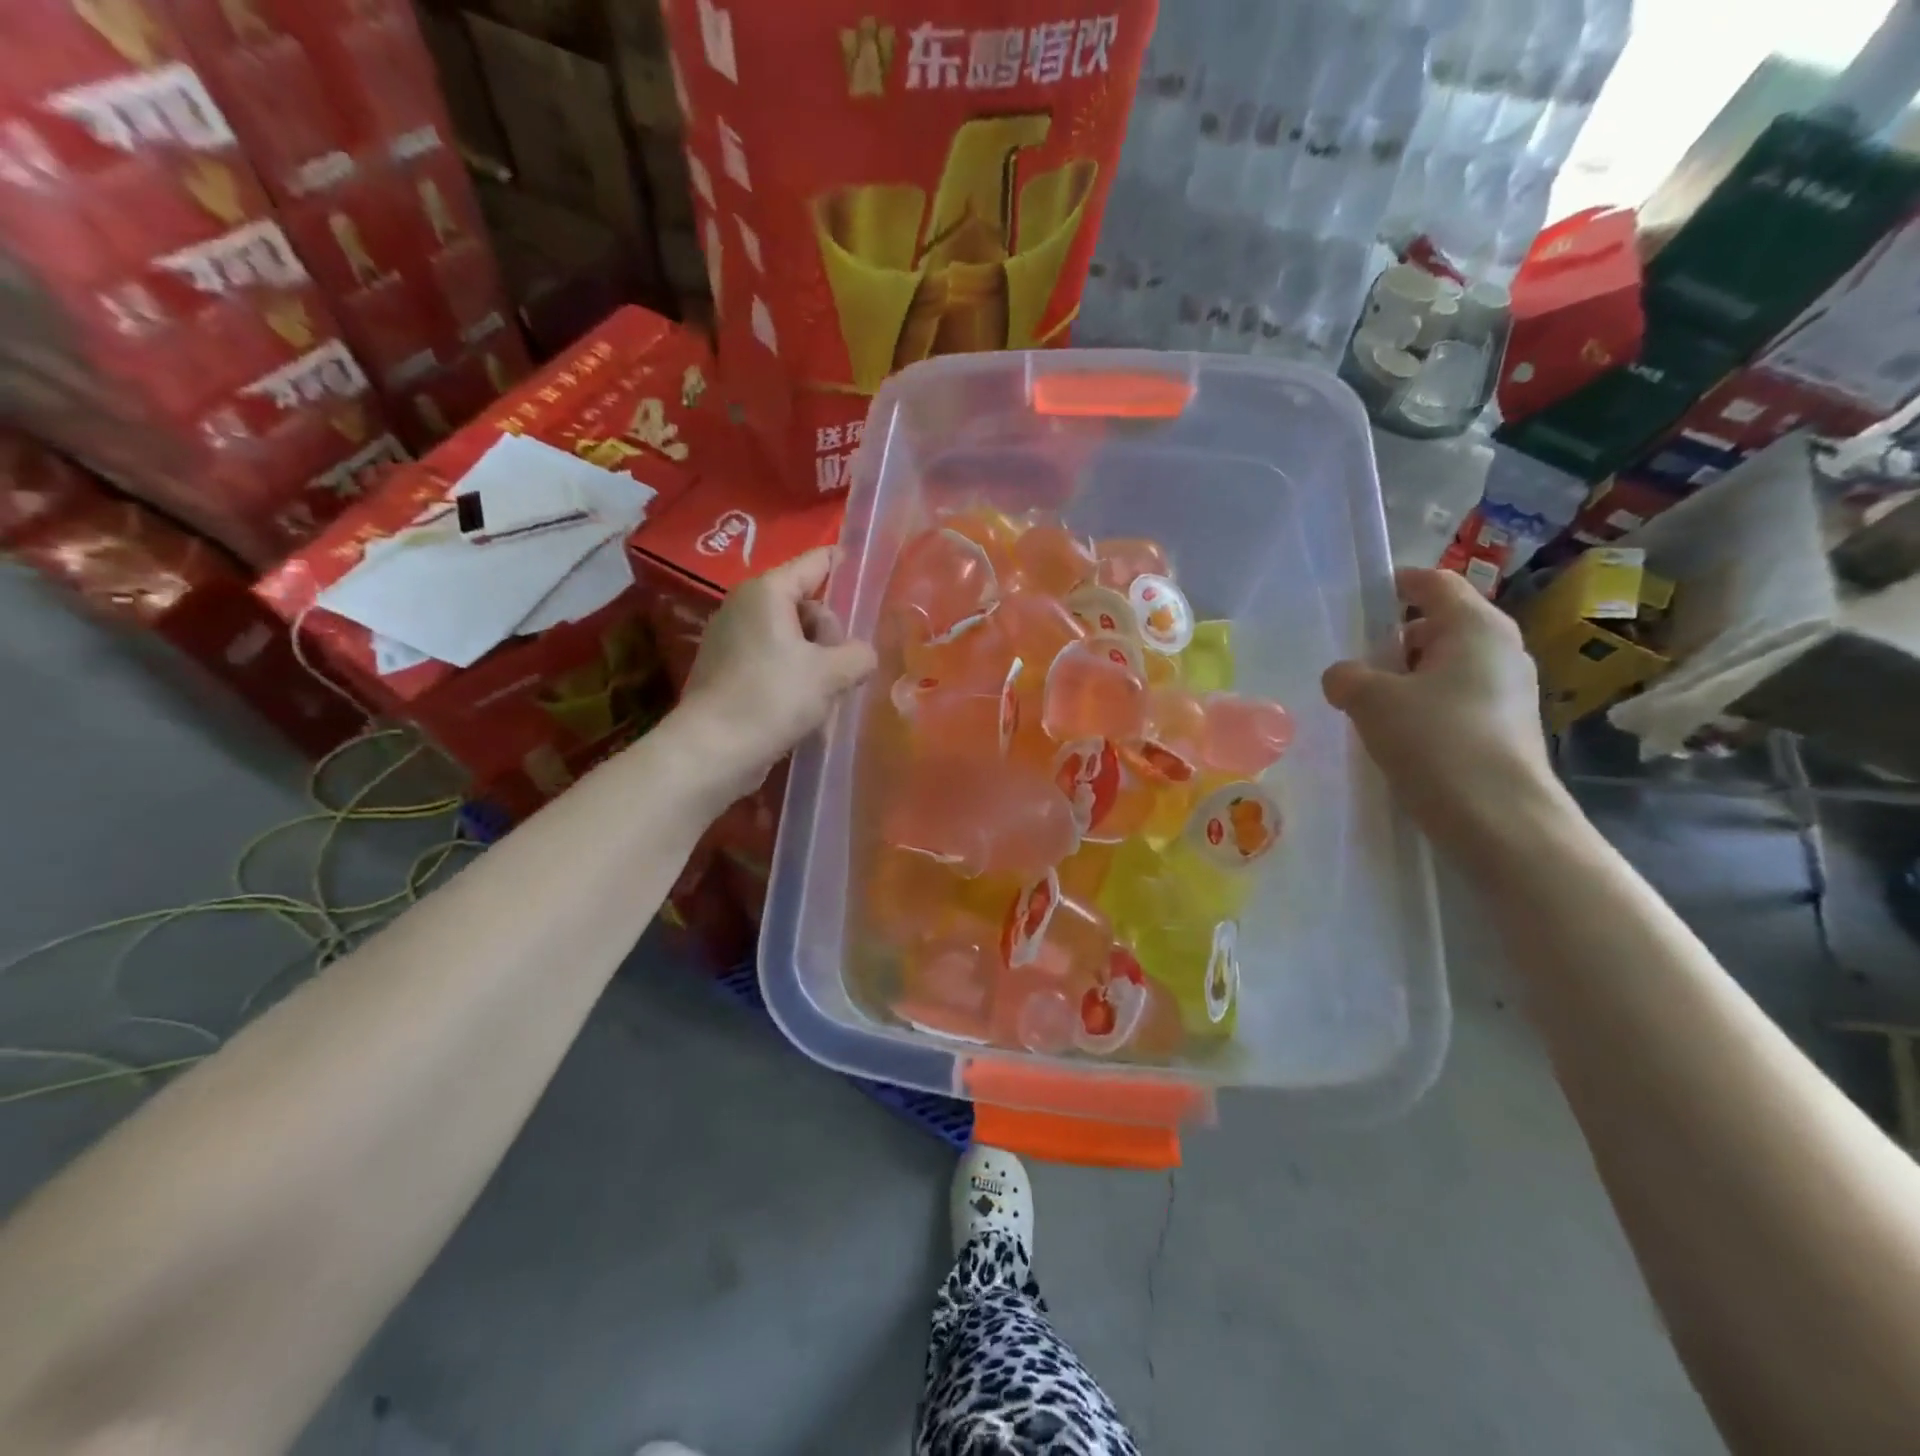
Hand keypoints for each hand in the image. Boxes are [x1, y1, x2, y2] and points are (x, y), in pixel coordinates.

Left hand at [675, 546, 876, 803]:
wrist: (712, 750)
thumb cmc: (772, 698)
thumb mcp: (830, 674)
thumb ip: (859, 655)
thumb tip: (863, 655)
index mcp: (767, 592)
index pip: (815, 563)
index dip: (845, 564)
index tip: (870, 572)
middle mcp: (745, 607)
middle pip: (807, 606)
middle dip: (832, 635)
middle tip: (842, 669)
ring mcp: (732, 640)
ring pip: (793, 639)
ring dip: (817, 662)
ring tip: (828, 695)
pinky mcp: (728, 672)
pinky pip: (774, 662)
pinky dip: (794, 677)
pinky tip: (807, 708)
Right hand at [1323, 567, 1567, 849]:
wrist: (1498, 818)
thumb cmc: (1435, 741)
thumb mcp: (1371, 700)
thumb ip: (1347, 676)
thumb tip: (1343, 675)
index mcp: (1475, 626)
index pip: (1435, 583)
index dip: (1397, 584)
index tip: (1363, 598)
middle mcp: (1501, 649)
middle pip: (1441, 624)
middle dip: (1396, 638)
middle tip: (1356, 662)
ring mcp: (1510, 690)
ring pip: (1447, 665)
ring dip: (1408, 676)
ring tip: (1369, 704)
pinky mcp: (1506, 727)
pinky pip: (1457, 698)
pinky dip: (1425, 704)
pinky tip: (1398, 734)